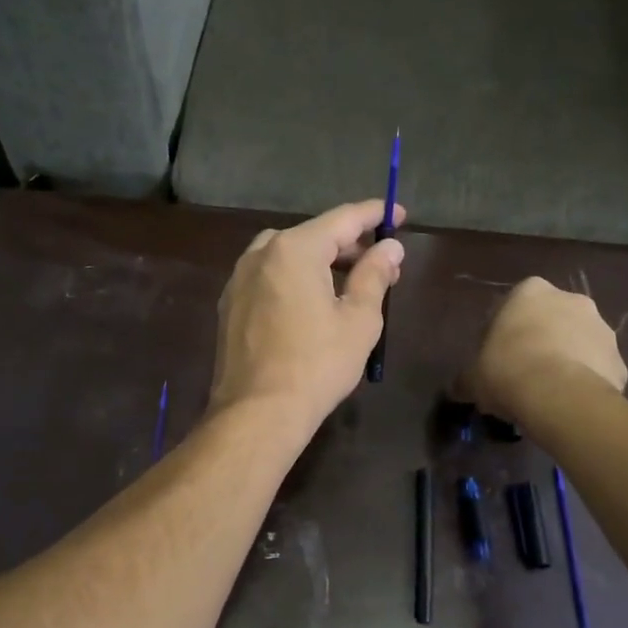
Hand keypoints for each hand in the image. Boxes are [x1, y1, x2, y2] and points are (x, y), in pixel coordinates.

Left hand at [210, 199, 405, 432]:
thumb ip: (375, 275)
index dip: (374, 215)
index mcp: (294, 249)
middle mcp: (261, 254)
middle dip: (349, 245)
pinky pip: (268, 277)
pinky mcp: (229, 304)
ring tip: (348, 284)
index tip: (398, 215)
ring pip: (287, 254)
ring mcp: (239, 279)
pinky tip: (311, 303)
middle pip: (313, 235)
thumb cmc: (317, 364)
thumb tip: (390, 247)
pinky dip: (294, 278)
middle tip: (381, 262)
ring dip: (320, 261)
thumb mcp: (359, 320)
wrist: (257, 412)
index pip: (342, 219)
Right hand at [460, 278, 627, 421]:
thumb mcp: (473, 377)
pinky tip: (570, 404)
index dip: (503, 333)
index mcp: (530, 292)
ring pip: (578, 343)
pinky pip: (598, 370)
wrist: (560, 397)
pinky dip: (586, 383)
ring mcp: (602, 328)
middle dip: (540, 341)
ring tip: (549, 393)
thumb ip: (467, 378)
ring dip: (566, 360)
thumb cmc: (508, 371)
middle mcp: (571, 299)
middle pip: (551, 320)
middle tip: (523, 374)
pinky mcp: (620, 360)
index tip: (496, 358)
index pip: (512, 305)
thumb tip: (459, 388)